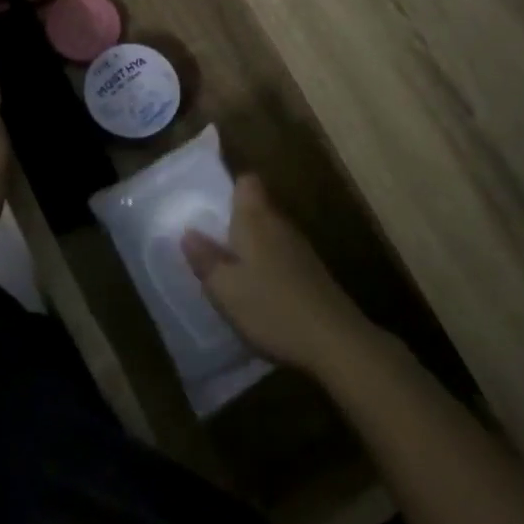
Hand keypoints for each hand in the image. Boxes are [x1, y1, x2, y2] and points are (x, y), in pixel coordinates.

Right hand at [182, 175, 373, 372]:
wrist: (335, 341)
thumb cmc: (271, 308)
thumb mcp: (225, 288)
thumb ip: (205, 259)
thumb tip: (188, 232)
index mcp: (256, 219)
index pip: (247, 182)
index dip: (230, 188)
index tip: (211, 206)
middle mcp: (280, 224)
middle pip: (257, 208)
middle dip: (235, 221)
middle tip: (210, 242)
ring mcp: (300, 248)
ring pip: (269, 233)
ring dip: (251, 246)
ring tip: (229, 270)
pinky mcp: (312, 272)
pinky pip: (281, 256)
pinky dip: (267, 266)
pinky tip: (258, 292)